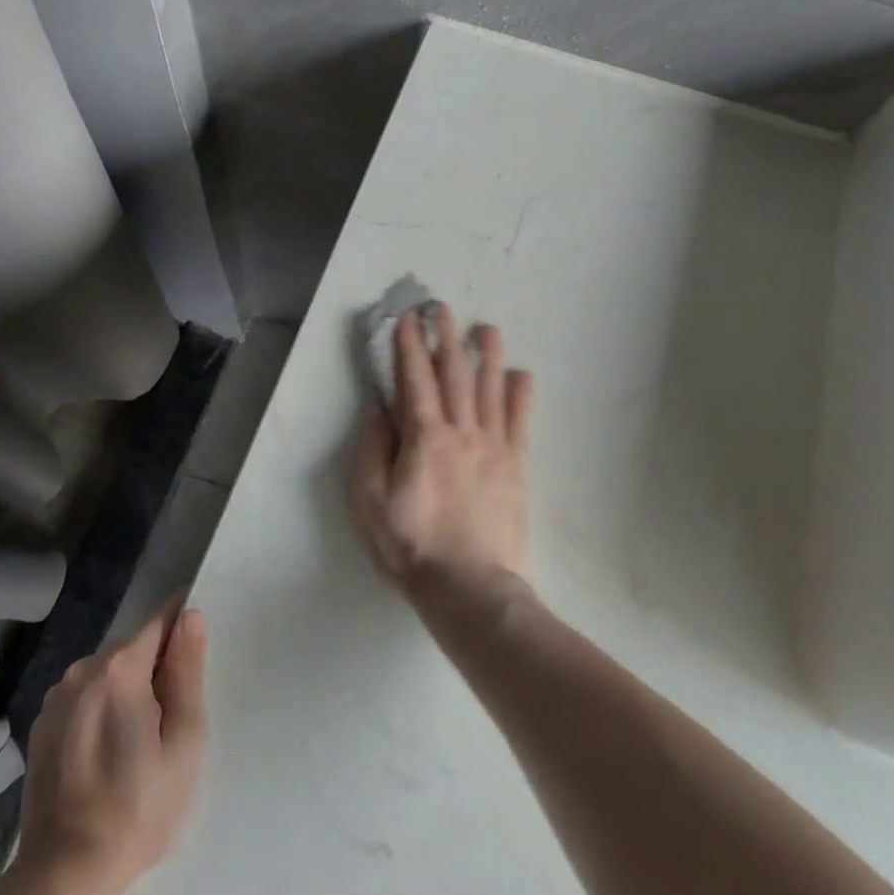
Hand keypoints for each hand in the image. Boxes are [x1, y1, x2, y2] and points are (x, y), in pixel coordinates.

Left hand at [16, 604, 207, 891]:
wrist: (65, 875)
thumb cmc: (140, 807)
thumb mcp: (184, 740)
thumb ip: (187, 671)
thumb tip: (190, 617)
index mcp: (120, 668)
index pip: (161, 620)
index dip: (184, 624)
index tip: (200, 649)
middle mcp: (83, 670)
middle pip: (134, 648)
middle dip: (158, 667)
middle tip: (175, 716)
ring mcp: (57, 699)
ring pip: (108, 673)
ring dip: (129, 689)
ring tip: (142, 740)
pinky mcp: (42, 727)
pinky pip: (85, 698)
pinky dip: (103, 709)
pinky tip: (110, 752)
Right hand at [353, 303, 534, 602]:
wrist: (469, 586)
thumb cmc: (412, 545)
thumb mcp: (371, 500)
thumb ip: (373, 449)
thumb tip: (378, 409)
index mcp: (424, 438)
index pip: (414, 380)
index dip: (410, 347)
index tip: (408, 319)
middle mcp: (462, 431)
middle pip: (454, 375)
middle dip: (446, 338)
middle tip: (444, 308)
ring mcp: (494, 446)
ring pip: (491, 390)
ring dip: (488, 355)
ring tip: (487, 328)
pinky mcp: (517, 465)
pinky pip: (520, 422)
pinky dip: (521, 396)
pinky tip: (522, 375)